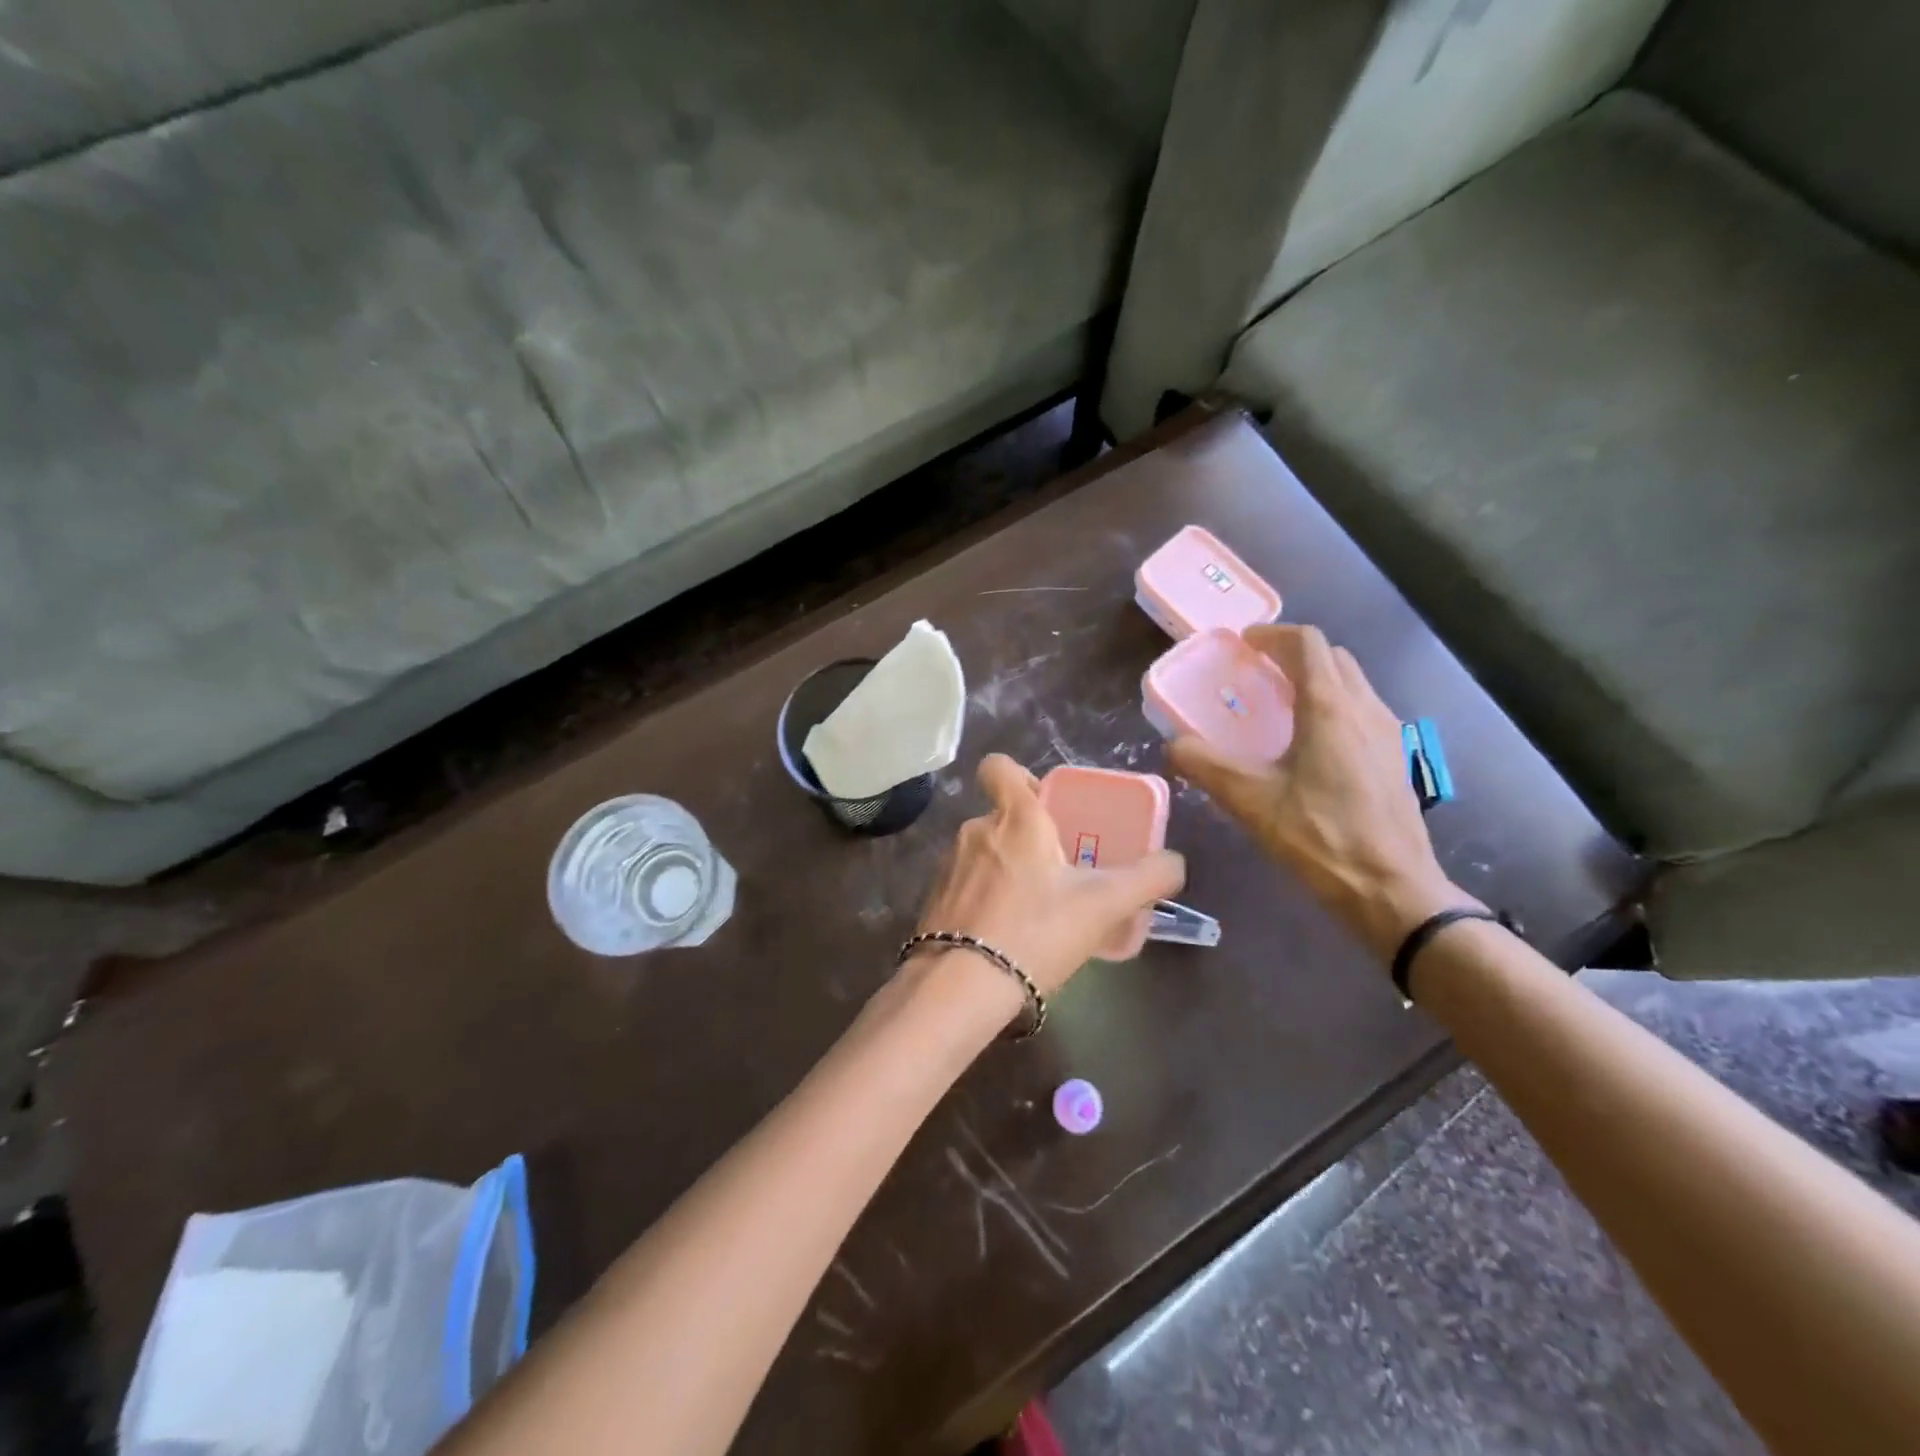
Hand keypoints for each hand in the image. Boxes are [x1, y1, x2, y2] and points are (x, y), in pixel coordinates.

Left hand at [913, 754, 1185, 1008]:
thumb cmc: (1037, 931)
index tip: (1046, 805)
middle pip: (1002, 816)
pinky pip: (966, 885)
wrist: (962, 987)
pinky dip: (984, 898)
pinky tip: (1005, 933)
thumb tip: (1175, 863)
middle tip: (1060, 870)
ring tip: (1036, 909)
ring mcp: (949, 864)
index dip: (1020, 776)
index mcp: (1016, 817)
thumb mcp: (1105, 905)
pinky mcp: (934, 899)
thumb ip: (1148, 878)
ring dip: (1007, 869)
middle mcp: (976, 830)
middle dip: (1029, 837)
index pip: (999, 766)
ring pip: (984, 852)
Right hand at [1169, 625, 1469, 960]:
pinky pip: (1362, 712)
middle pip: (1332, 658)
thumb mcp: (1250, 801)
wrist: (1391, 889)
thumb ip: (1205, 765)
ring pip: (1352, 684)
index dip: (1272, 635)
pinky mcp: (1396, 759)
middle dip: (1294, 655)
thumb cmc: (1320, 837)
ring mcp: (1389, 733)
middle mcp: (1365, 708)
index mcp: (1330, 708)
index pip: (1306, 644)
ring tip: (1280, 707)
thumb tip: (1173, 744)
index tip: (1244, 644)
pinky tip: (1311, 746)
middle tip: (1258, 674)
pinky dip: (1334, 707)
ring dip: (1316, 680)